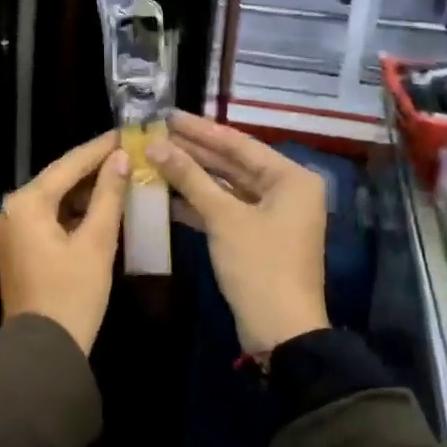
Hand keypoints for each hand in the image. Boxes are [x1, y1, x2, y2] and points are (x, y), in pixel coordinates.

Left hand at [0, 132, 130, 354]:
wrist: (43, 352)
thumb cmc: (73, 294)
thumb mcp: (97, 242)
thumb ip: (108, 195)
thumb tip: (120, 158)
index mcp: (25, 204)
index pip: (68, 164)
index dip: (99, 148)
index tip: (127, 133)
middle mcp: (11, 210)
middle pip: (57, 179)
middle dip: (93, 168)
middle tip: (127, 153)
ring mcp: (10, 230)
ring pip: (53, 199)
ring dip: (84, 191)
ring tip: (121, 176)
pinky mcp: (17, 248)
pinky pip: (47, 218)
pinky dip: (72, 212)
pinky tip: (100, 208)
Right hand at [149, 112, 329, 354]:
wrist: (281, 331)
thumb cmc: (259, 265)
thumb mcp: (223, 217)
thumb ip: (189, 177)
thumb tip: (155, 145)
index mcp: (291, 178)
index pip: (238, 144)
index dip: (200, 130)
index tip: (168, 115)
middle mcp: (286, 191)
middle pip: (233, 163)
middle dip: (194, 151)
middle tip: (156, 133)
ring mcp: (272, 215)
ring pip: (227, 186)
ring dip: (193, 176)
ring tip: (155, 158)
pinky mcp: (257, 237)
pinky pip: (226, 209)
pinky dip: (199, 203)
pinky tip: (167, 195)